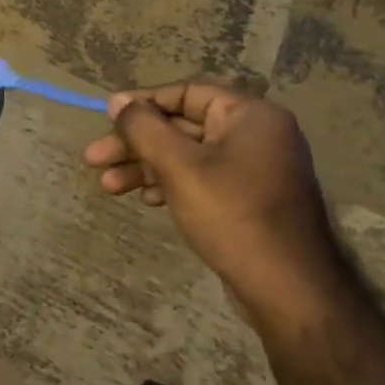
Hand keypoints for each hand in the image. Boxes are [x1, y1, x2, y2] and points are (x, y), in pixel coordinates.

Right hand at [84, 82, 344, 317]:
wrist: (290, 290)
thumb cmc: (232, 215)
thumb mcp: (178, 166)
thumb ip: (144, 127)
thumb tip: (117, 100)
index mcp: (250, 116)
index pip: (185, 93)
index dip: (141, 104)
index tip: (106, 119)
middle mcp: (256, 135)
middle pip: (181, 126)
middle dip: (135, 144)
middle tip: (94, 160)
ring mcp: (254, 169)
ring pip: (186, 155)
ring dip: (145, 167)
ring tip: (108, 186)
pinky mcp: (249, 199)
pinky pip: (201, 178)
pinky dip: (170, 183)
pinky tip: (145, 199)